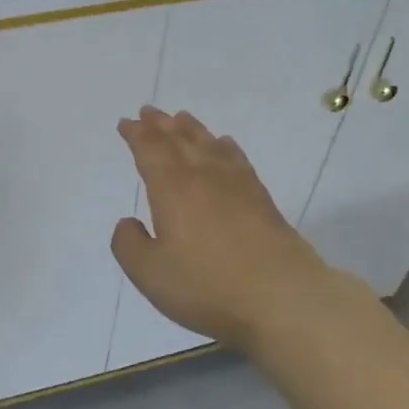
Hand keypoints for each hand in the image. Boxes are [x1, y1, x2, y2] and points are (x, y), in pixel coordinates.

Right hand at [111, 106, 340, 350]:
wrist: (282, 297)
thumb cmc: (207, 285)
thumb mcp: (150, 273)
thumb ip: (129, 245)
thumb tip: (128, 222)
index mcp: (172, 188)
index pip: (150, 150)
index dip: (136, 135)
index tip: (126, 123)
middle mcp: (204, 176)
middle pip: (179, 140)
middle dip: (160, 124)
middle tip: (148, 111)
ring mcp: (237, 184)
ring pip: (208, 144)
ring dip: (191, 129)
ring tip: (181, 118)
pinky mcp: (262, 199)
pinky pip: (237, 159)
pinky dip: (225, 146)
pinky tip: (224, 145)